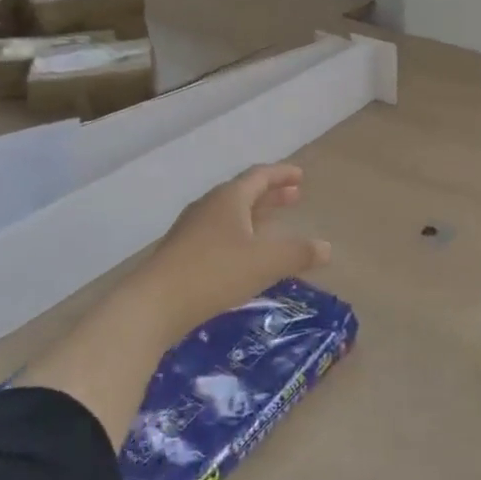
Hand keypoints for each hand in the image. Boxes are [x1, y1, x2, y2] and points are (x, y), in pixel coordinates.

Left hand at [129, 164, 330, 329]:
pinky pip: (218, 234)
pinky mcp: (181, 253)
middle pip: (244, 193)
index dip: (282, 174)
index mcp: (229, 198)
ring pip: (229, 214)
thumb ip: (298, 253)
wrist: (154, 304)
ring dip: (254, 215)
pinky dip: (238, 235)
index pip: (259, 176)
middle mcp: (209, 207)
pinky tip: (243, 255)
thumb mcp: (265, 263)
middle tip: (293, 197)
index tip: (300, 176)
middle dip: (270, 194)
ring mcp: (191, 230)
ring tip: (272, 225)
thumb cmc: (214, 273)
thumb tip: (326, 247)